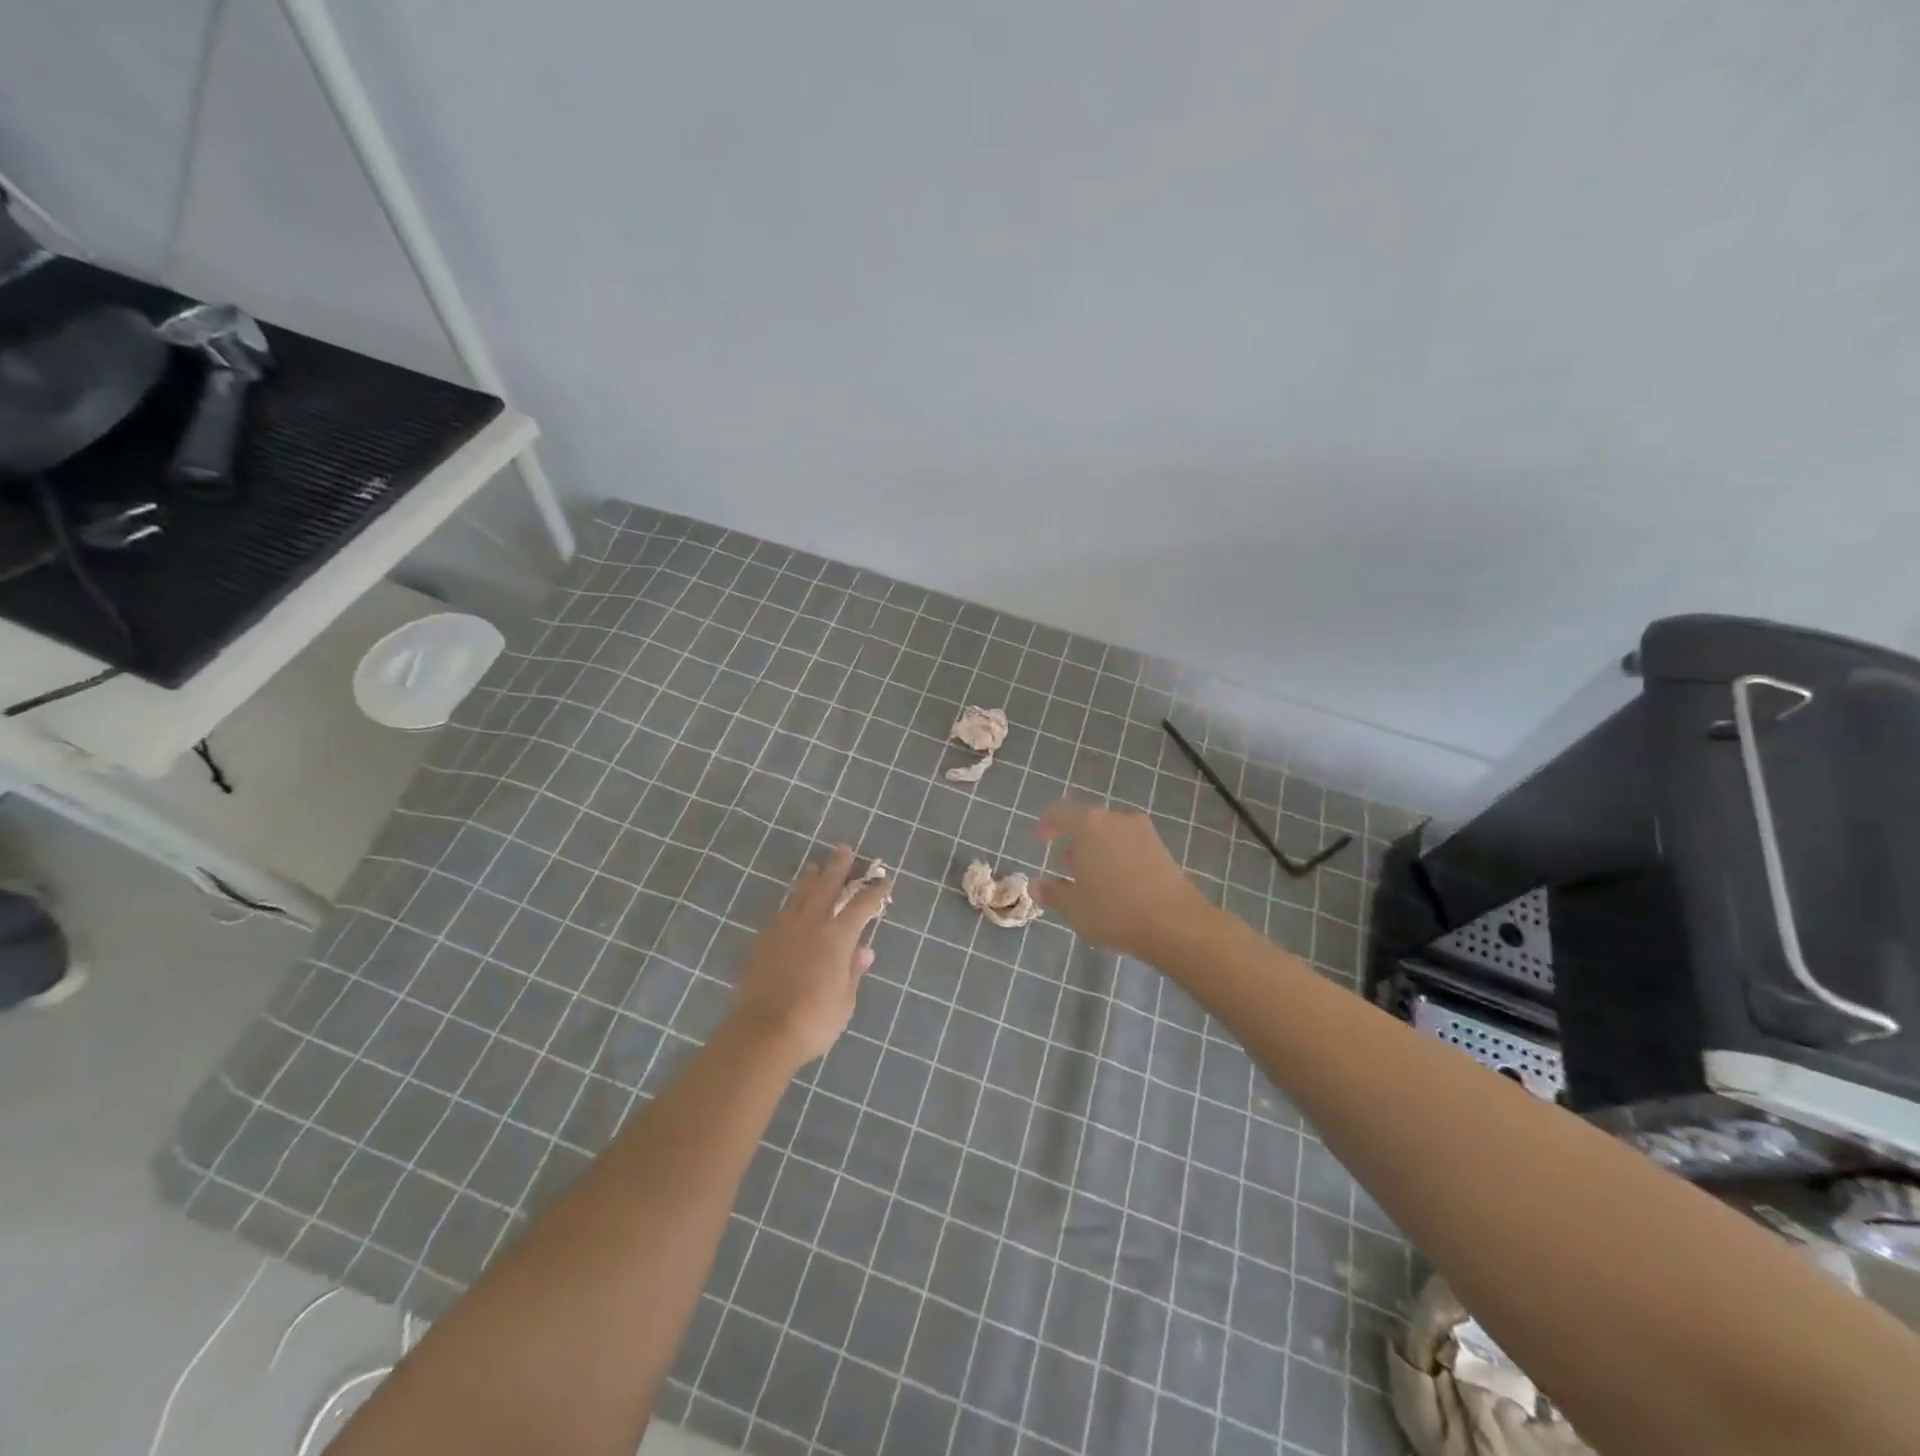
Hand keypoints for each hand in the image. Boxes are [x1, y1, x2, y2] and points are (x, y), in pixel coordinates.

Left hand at [726, 846, 887, 1068]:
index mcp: (838, 935)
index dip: (875, 891)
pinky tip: (791, 904)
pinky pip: (781, 911)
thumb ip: (853, 971)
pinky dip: (791, 902)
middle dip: (839, 867)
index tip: (885, 880)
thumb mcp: (845, 999)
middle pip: (827, 886)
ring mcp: (784, 929)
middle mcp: (812, 923)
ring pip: (800, 894)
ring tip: (815, 866)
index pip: (862, 905)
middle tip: (844, 849)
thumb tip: (864, 950)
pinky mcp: (763, 941)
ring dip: (811, 878)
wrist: (762, 1032)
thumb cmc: (814, 1019)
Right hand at [1035, 800, 1215, 959]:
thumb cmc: (1115, 911)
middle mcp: (1116, 819)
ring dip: (1097, 848)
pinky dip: (1117, 855)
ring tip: (1090, 877)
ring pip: (1110, 832)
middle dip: (1074, 840)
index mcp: (1089, 825)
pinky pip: (1129, 844)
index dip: (1047, 824)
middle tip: (1065, 864)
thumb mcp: (1074, 907)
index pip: (1059, 812)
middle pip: (1088, 820)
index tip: (1041, 840)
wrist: (1176, 923)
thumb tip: (1037, 885)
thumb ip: (1052, 892)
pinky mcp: (1162, 848)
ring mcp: (1143, 831)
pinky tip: (1116, 882)